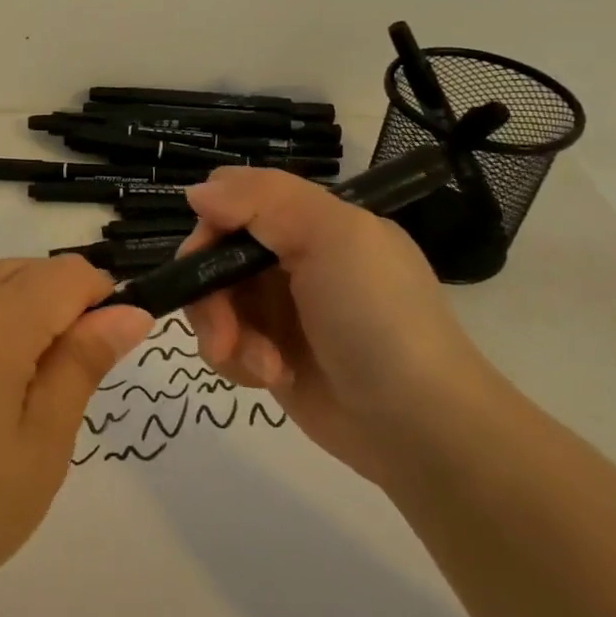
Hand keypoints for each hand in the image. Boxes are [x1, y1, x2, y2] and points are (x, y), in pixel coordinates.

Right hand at [181, 168, 493, 480]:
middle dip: (209, 292)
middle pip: (214, 254)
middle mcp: (292, 258)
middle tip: (223, 331)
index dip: (212, 225)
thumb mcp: (333, 237)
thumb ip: (262, 200)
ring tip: (261, 365)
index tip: (206, 258)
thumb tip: (195, 191)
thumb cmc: (378, 318)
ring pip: (212, 300)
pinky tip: (271, 378)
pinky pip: (225, 342)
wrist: (420, 426)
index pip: (236, 200)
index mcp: (313, 220)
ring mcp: (280, 309)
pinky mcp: (271, 354)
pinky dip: (237, 359)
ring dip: (224, 332)